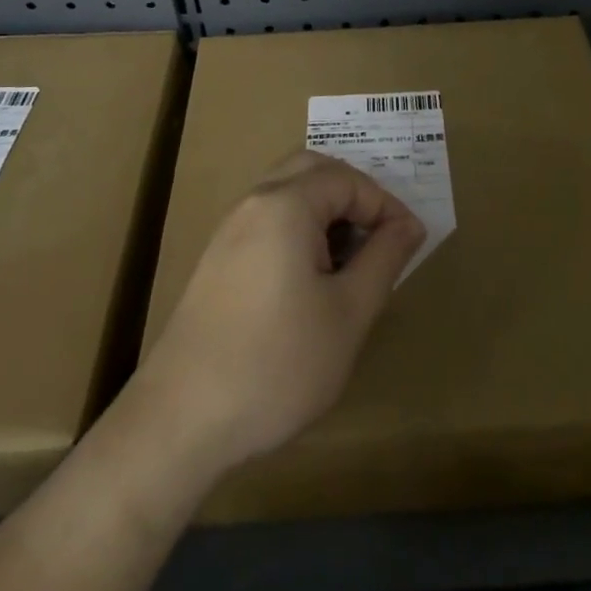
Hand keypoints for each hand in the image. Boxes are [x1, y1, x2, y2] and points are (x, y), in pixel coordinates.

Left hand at [132, 151, 425, 481]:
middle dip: (354, 194)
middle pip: (312, 170)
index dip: (386, 205)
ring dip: (325, 211)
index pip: (348, 179)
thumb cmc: (277, 364)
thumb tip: (409, 225)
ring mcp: (228, 231)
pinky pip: (267, 221)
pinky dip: (299, 229)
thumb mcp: (348, 313)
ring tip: (351, 261)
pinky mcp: (216, 261)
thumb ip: (384, 259)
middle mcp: (253, 204)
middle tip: (380, 237)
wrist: (181, 420)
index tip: (409, 245)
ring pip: (287, 193)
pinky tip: (312, 280)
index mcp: (285, 205)